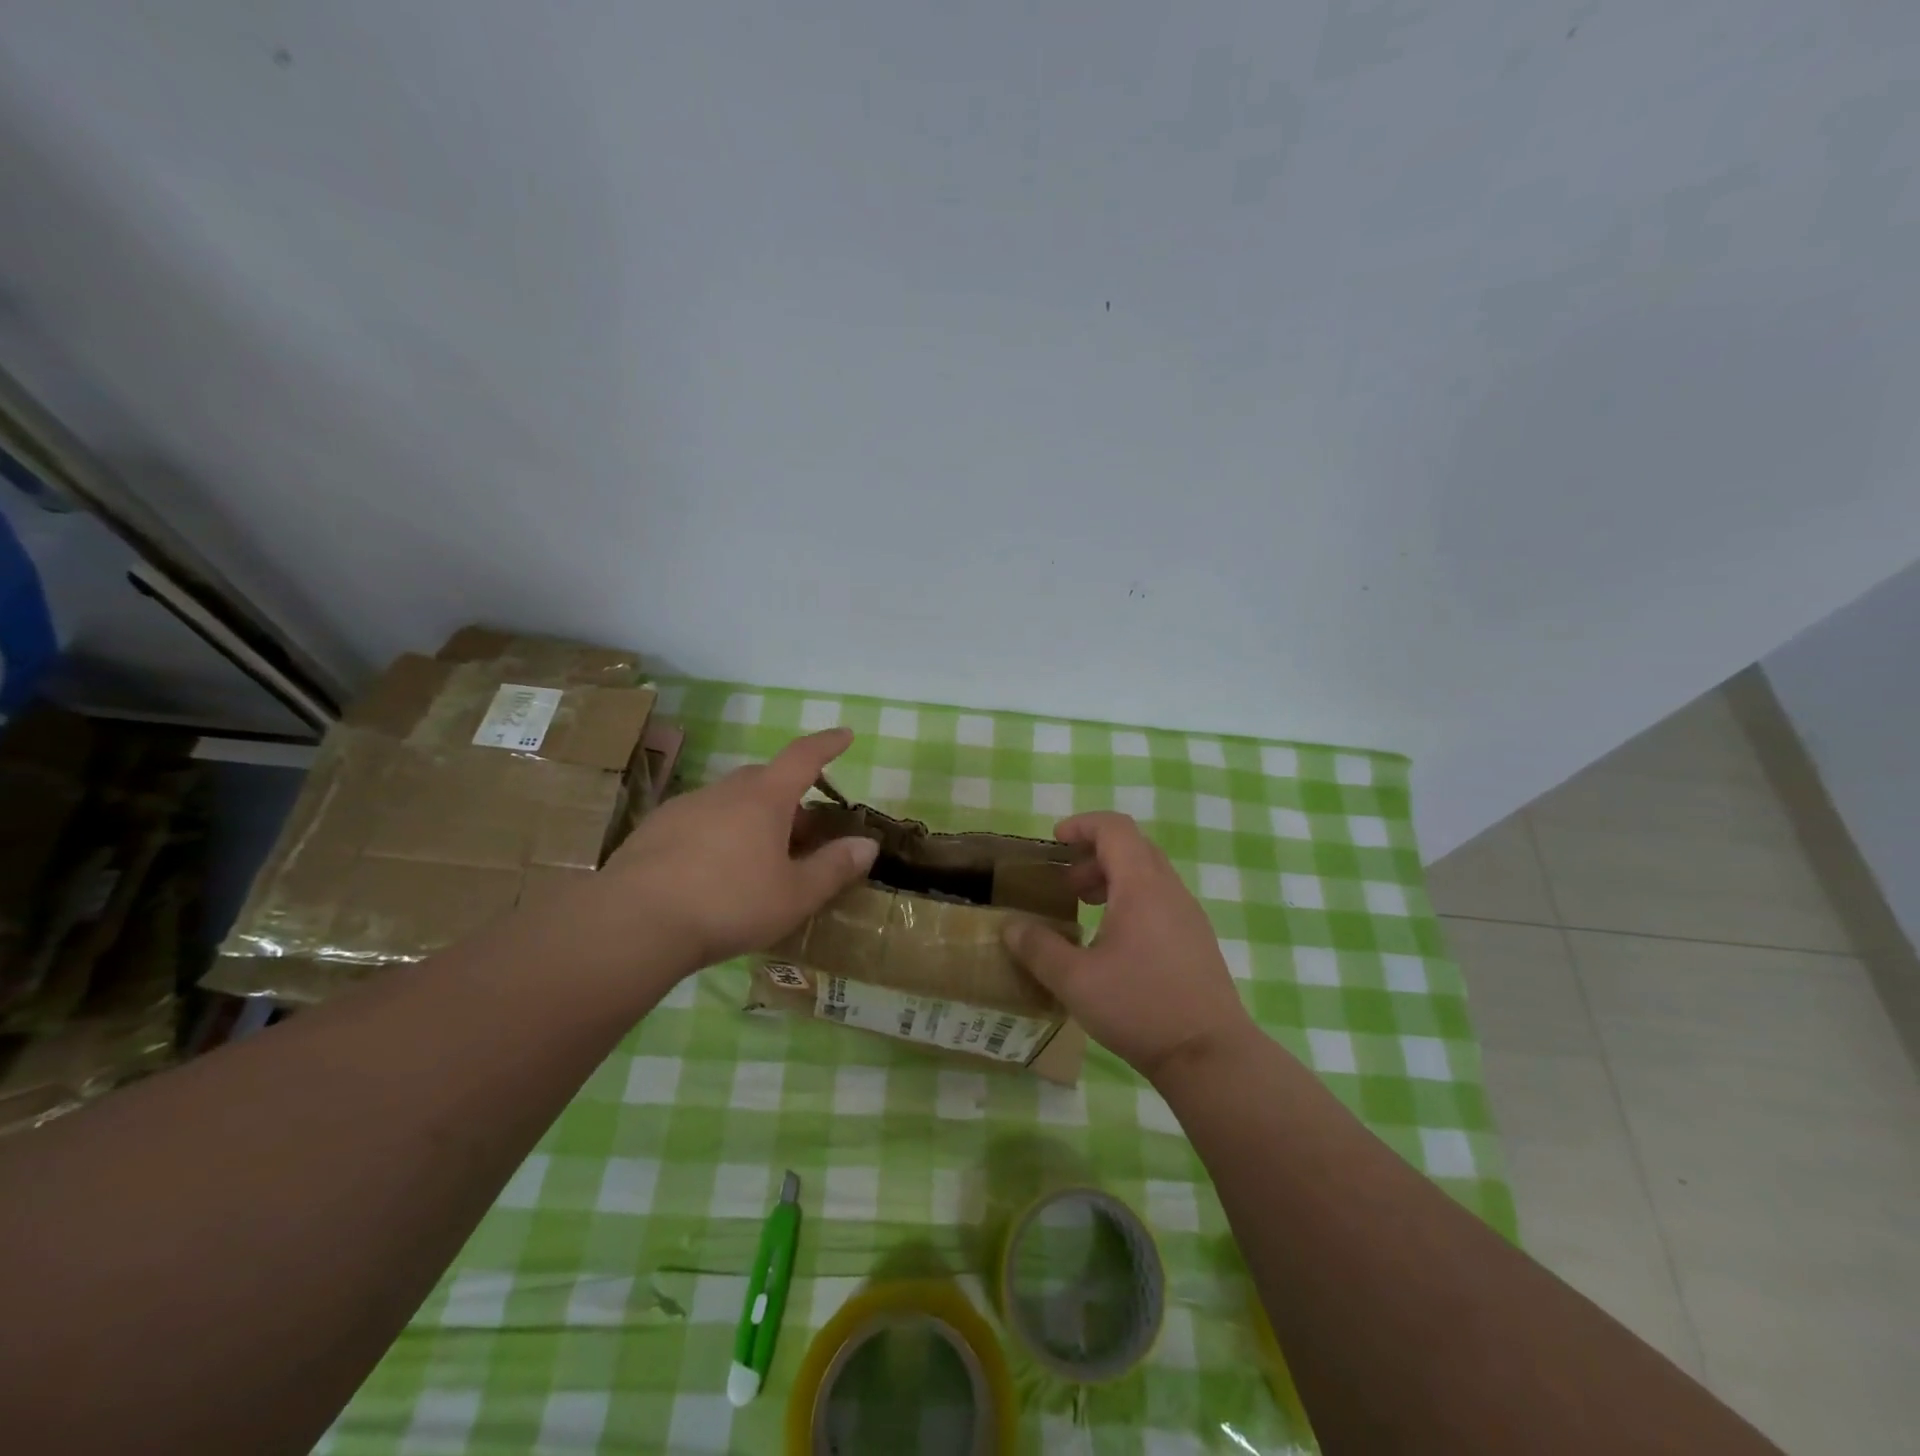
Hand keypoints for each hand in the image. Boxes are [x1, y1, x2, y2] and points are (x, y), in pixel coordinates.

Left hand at [604, 728, 877, 970]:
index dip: (827, 744)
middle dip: (789, 797)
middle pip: (765, 780)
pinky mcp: (654, 830)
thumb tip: (868, 844)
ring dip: (751, 818)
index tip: (844, 734)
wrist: (635, 923)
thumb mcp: (795, 895)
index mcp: (765, 798)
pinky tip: (712, 872)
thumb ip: (834, 868)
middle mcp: (725, 792)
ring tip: (757, 860)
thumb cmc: (730, 904)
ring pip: (729, 801)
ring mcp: (685, 807)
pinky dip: (717, 834)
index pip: (803, 757)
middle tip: (802, 832)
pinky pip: (699, 821)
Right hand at [1004, 811, 1253, 1082]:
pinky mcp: (1196, 940)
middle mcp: (1169, 890)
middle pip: (1132, 847)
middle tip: (1066, 884)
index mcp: (1141, 886)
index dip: (1082, 825)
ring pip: (1148, 874)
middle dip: (1094, 854)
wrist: (1210, 1055)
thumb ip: (1038, 948)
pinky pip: (1160, 900)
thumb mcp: (1075, 980)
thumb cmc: (1139, 1007)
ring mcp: (1188, 915)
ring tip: (1085, 909)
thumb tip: (1012, 927)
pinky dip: (1132, 900)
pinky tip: (1114, 942)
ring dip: (1113, 878)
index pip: (1115, 828)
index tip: (1055, 842)